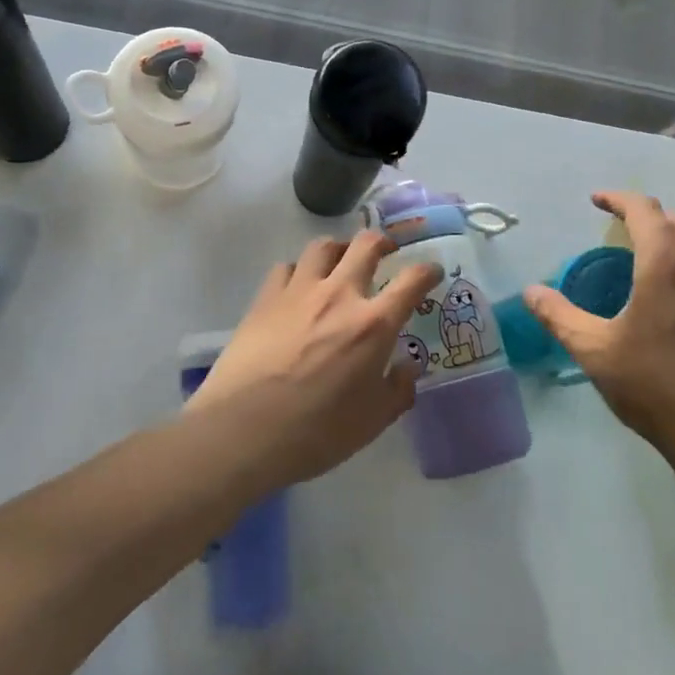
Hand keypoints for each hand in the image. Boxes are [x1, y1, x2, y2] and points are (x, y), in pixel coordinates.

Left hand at [193, 231, 441, 486]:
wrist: (243, 429)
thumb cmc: (315, 432)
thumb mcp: (371, 422)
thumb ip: (397, 390)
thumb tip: (407, 369)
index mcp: (373, 324)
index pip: (412, 280)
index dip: (427, 270)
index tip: (431, 272)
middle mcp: (339, 294)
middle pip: (366, 244)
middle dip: (383, 242)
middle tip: (386, 251)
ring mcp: (299, 291)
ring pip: (324, 246)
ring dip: (340, 249)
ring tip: (341, 261)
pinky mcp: (265, 297)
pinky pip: (287, 267)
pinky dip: (300, 271)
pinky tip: (299, 287)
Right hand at [524, 192, 674, 477]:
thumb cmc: (654, 386)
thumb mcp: (594, 351)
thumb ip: (559, 316)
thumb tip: (531, 291)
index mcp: (666, 267)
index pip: (645, 212)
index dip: (619, 199)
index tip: (597, 201)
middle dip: (657, 216)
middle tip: (629, 232)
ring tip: (656, 263)